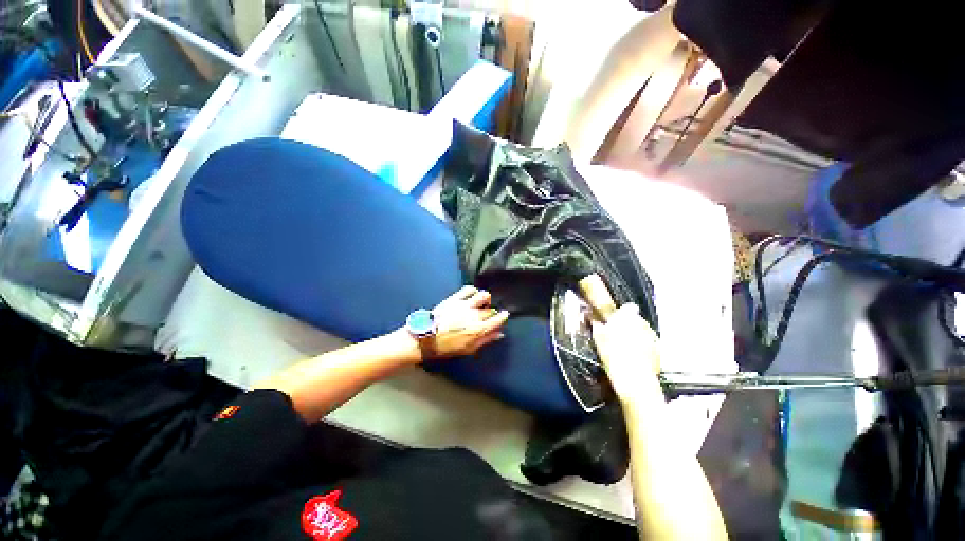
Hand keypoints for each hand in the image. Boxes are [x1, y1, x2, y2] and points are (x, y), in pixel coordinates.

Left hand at [428, 286, 509, 358]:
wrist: (426, 337)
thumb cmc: (447, 346)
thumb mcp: (468, 349)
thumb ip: (485, 340)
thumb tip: (500, 334)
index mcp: (478, 329)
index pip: (497, 319)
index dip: (503, 316)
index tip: (505, 314)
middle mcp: (474, 315)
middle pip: (490, 310)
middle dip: (491, 313)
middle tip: (487, 316)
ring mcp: (465, 305)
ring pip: (483, 296)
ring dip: (485, 299)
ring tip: (482, 303)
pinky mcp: (456, 298)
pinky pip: (469, 289)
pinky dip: (473, 291)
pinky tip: (472, 295)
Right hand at [590, 303, 661, 404]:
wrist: (634, 380)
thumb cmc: (613, 354)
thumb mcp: (599, 337)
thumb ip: (596, 324)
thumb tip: (591, 316)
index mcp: (628, 317)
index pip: (628, 307)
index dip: (621, 313)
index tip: (614, 321)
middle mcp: (644, 324)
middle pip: (636, 319)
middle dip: (629, 325)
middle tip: (617, 335)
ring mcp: (653, 337)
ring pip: (644, 332)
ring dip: (637, 336)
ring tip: (625, 348)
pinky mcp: (659, 351)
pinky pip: (650, 344)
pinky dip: (643, 348)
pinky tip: (634, 357)